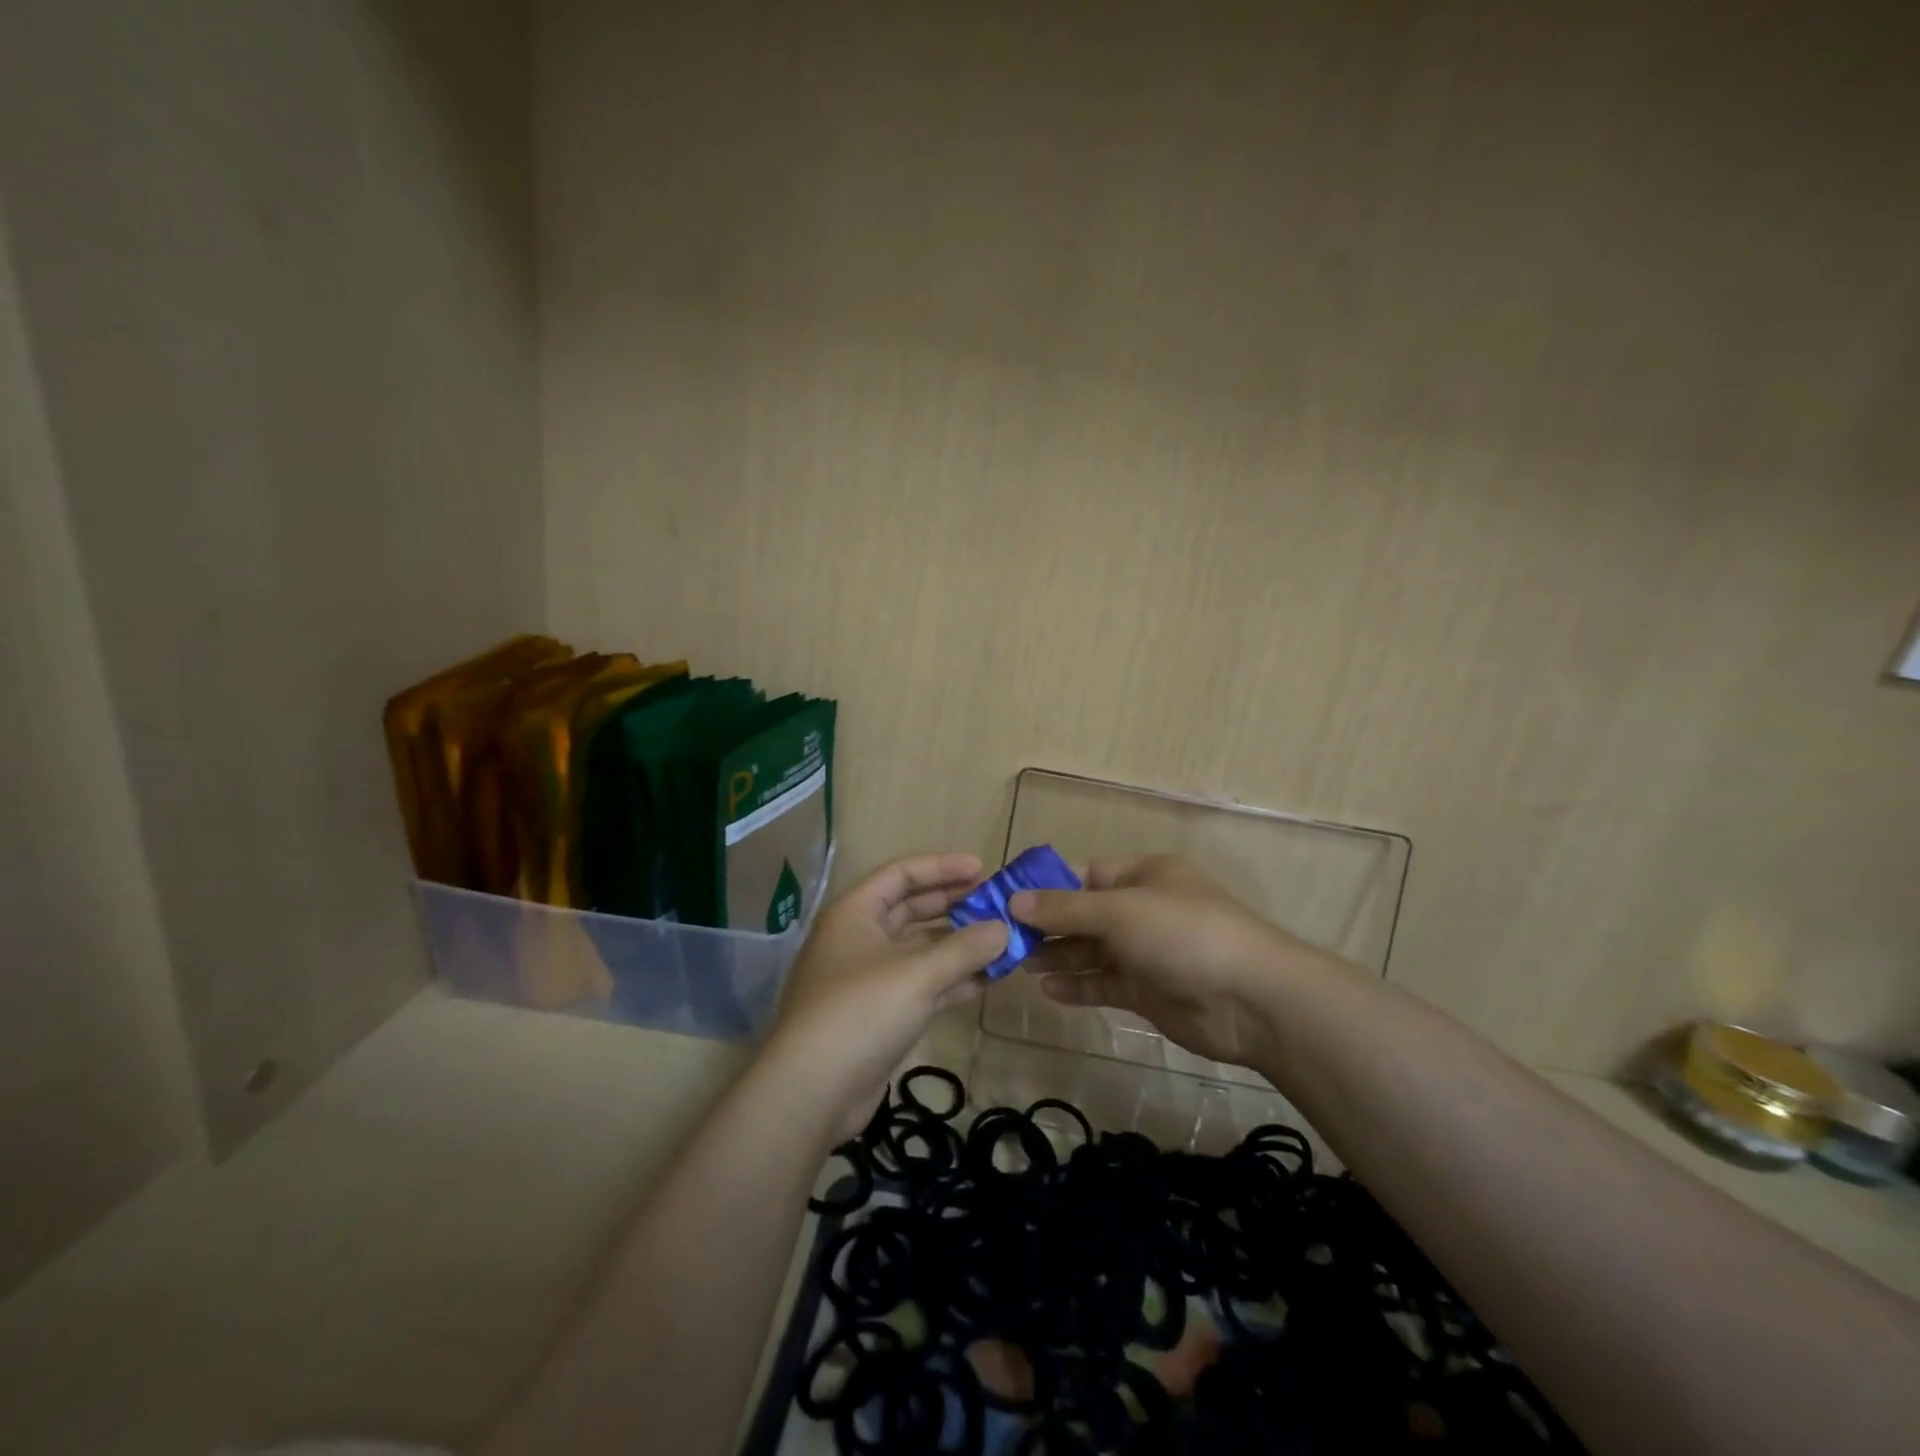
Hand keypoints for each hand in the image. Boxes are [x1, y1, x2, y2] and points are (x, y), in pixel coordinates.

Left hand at [769, 854, 1008, 1140]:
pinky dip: (952, 979)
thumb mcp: (918, 973)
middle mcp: (859, 938)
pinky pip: (922, 984)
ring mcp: (869, 978)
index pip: (901, 874)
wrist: (814, 1091)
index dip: (942, 867)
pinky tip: (988, 978)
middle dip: (954, 904)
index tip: (983, 869)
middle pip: (911, 909)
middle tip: (997, 903)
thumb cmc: (862, 1011)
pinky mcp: (880, 1013)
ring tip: (1002, 940)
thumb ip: (965, 948)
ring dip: (959, 945)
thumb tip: (1005, 928)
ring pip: (920, 949)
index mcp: (855, 913)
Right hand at [1011, 856, 1335, 1074]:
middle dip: (1046, 925)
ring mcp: (1146, 952)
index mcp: (1141, 875)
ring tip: (1017, 964)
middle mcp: (1142, 909)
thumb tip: (1015, 901)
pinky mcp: (1149, 991)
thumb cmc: (1183, 934)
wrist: (1252, 1000)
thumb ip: (1066, 909)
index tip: (1005, 901)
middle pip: (1084, 914)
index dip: (1045, 887)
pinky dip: (1079, 986)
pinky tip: (1048, 991)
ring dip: (1058, 956)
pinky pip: (1105, 983)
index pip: (1084, 875)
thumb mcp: (1119, 912)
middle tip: (1003, 939)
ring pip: (1092, 950)